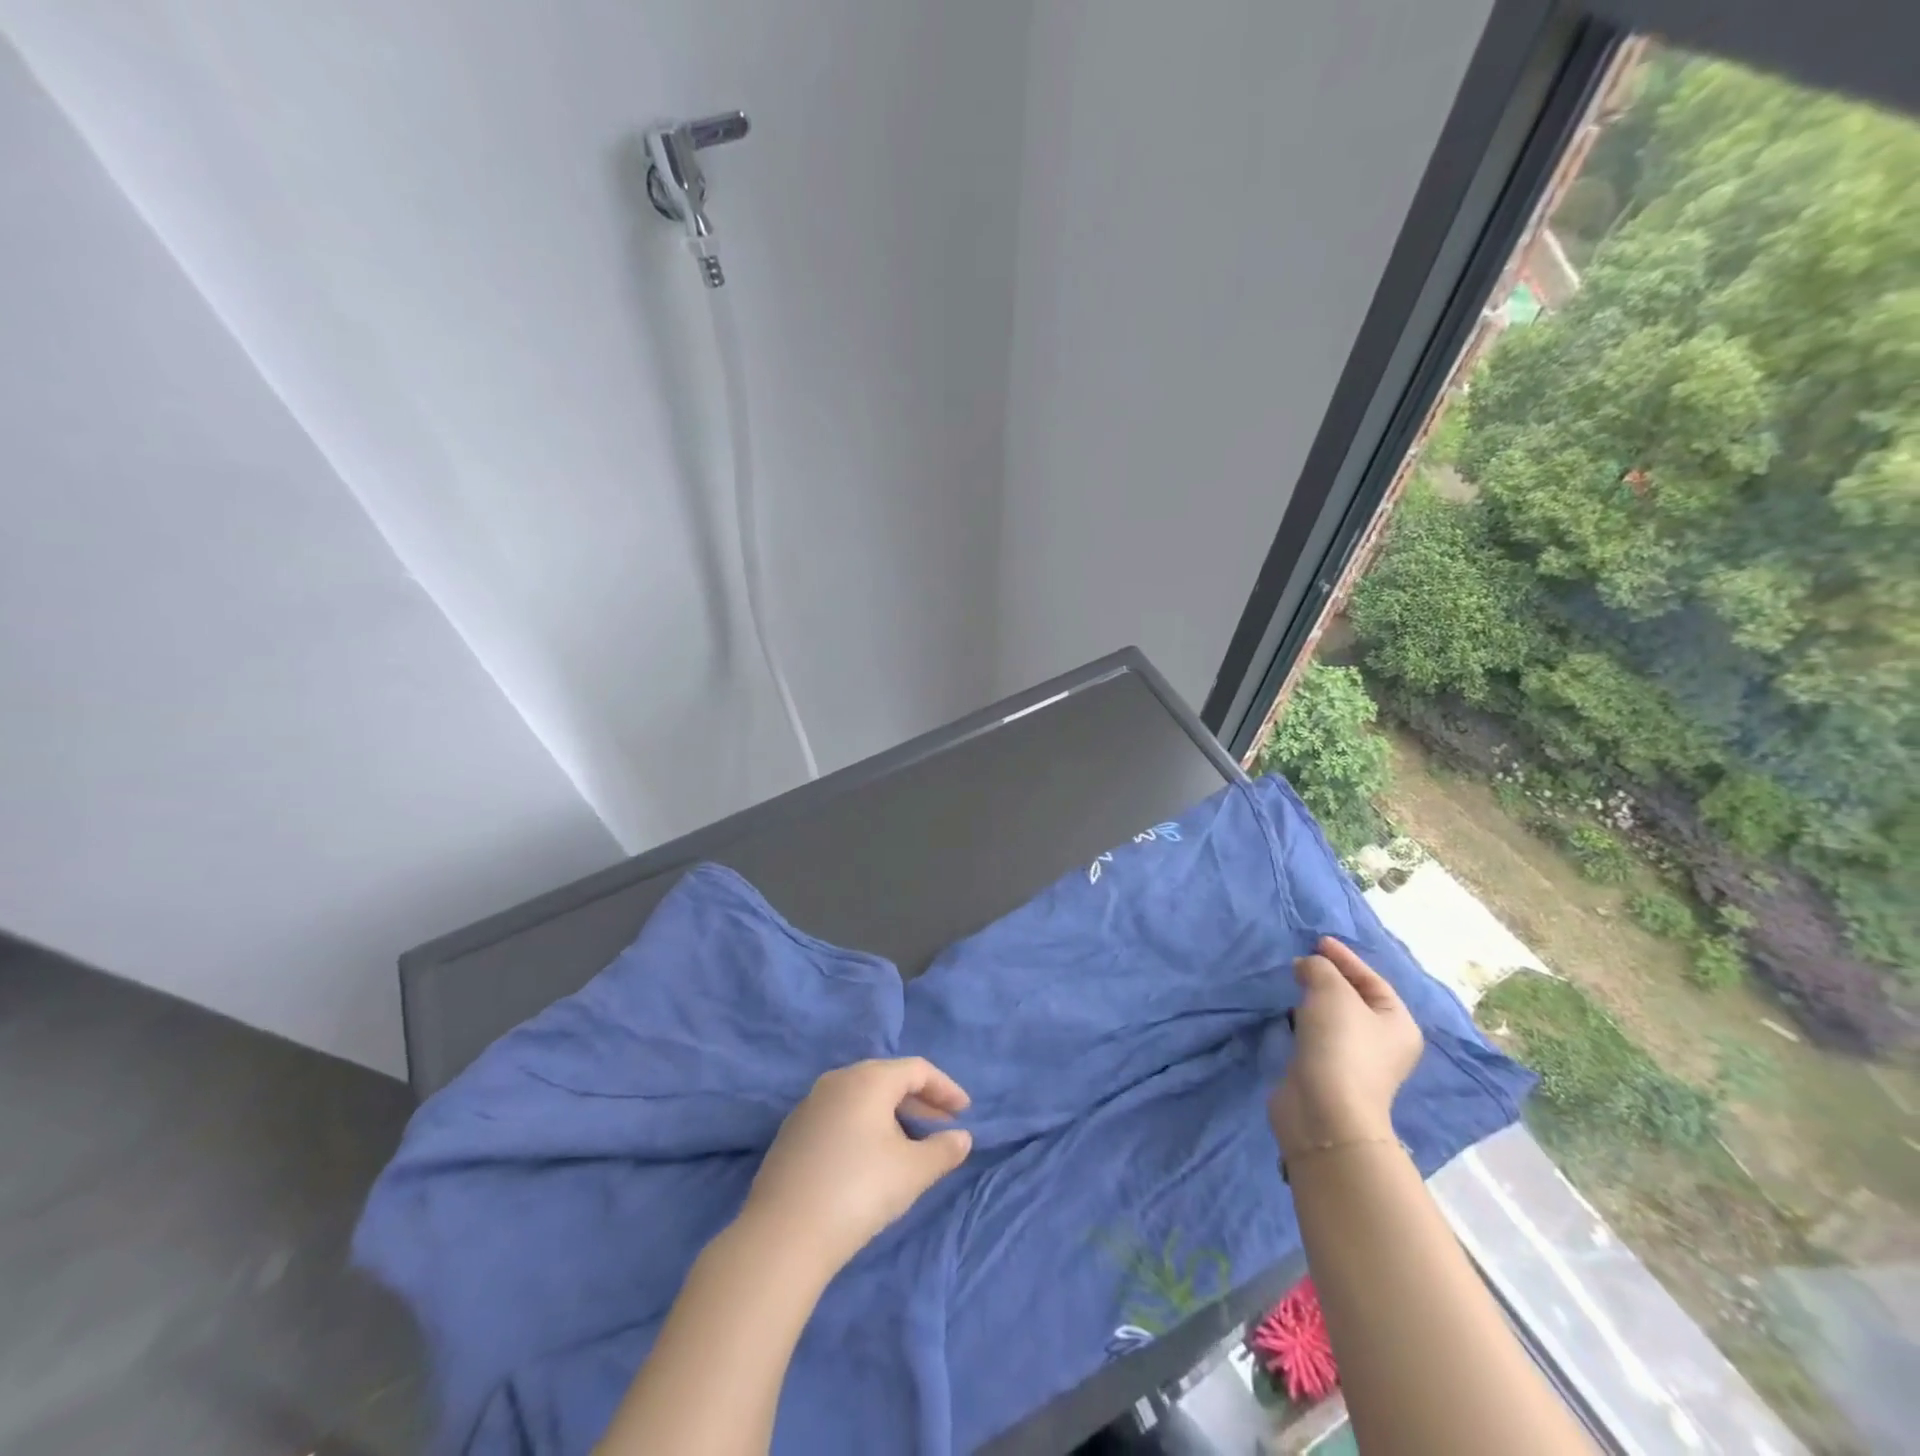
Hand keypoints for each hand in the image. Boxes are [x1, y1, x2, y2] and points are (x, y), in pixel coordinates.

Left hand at [741, 1057, 973, 1278]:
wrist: (783, 1235)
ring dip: (892, 1115)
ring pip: (862, 1098)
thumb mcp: (912, 1172)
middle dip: (920, 1101)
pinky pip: (840, 1115)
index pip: (917, 1069)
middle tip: (944, 1126)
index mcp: (868, 1078)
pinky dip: (864, 1126)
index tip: (965, 1112)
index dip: (945, 1088)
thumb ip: (943, 1150)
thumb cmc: (859, 1190)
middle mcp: (837, 1080)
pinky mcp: (793, 1132)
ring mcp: (810, 1105)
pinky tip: (871, 1158)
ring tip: (911, 1143)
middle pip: (888, 1079)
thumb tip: (963, 1138)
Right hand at [1269, 937, 1423, 1158]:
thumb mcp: (1331, 991)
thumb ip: (1320, 968)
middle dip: (1328, 977)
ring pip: (1334, 1019)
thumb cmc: (1340, 1045)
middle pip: (1355, 998)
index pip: (1372, 980)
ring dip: (1313, 1000)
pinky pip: (1317, 1036)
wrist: (1324, 1110)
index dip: (1345, 958)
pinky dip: (1303, 1021)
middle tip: (1301, 961)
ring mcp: (1356, 1061)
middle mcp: (1383, 1043)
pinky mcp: (1328, 1073)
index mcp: (1398, 1024)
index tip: (1317, 941)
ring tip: (1291, 983)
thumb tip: (1307, 967)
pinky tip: (1287, 1014)